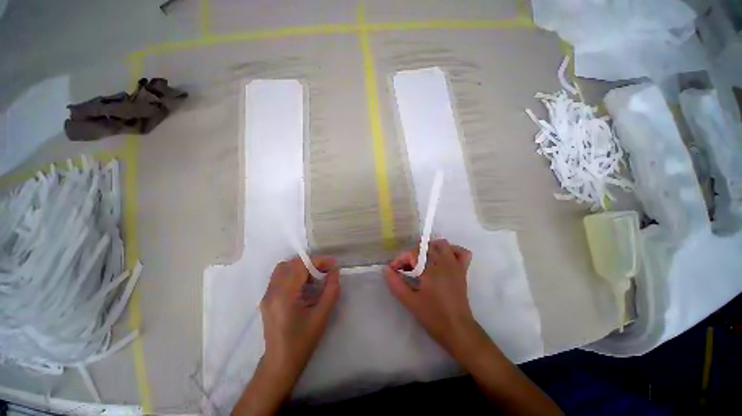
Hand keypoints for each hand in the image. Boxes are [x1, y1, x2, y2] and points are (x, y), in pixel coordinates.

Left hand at [260, 256, 339, 383]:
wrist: (281, 363)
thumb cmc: (303, 341)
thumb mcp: (322, 315)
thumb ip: (331, 290)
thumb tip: (335, 271)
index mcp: (284, 295)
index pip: (300, 265)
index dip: (318, 261)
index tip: (334, 265)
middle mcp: (272, 291)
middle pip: (290, 263)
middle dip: (310, 263)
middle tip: (325, 272)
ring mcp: (267, 295)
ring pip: (284, 268)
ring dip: (302, 268)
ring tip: (315, 279)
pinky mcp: (267, 299)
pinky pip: (281, 277)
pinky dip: (295, 274)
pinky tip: (305, 287)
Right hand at [384, 239, 485, 359]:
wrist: (458, 330)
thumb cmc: (433, 316)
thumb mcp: (410, 301)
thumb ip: (396, 284)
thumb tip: (385, 269)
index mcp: (431, 270)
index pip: (413, 254)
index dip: (401, 259)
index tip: (394, 269)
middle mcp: (444, 263)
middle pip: (425, 247)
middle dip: (413, 254)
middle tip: (406, 268)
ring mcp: (455, 266)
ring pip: (443, 245)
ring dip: (431, 248)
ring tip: (423, 260)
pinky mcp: (463, 271)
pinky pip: (462, 253)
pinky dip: (452, 251)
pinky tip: (443, 259)